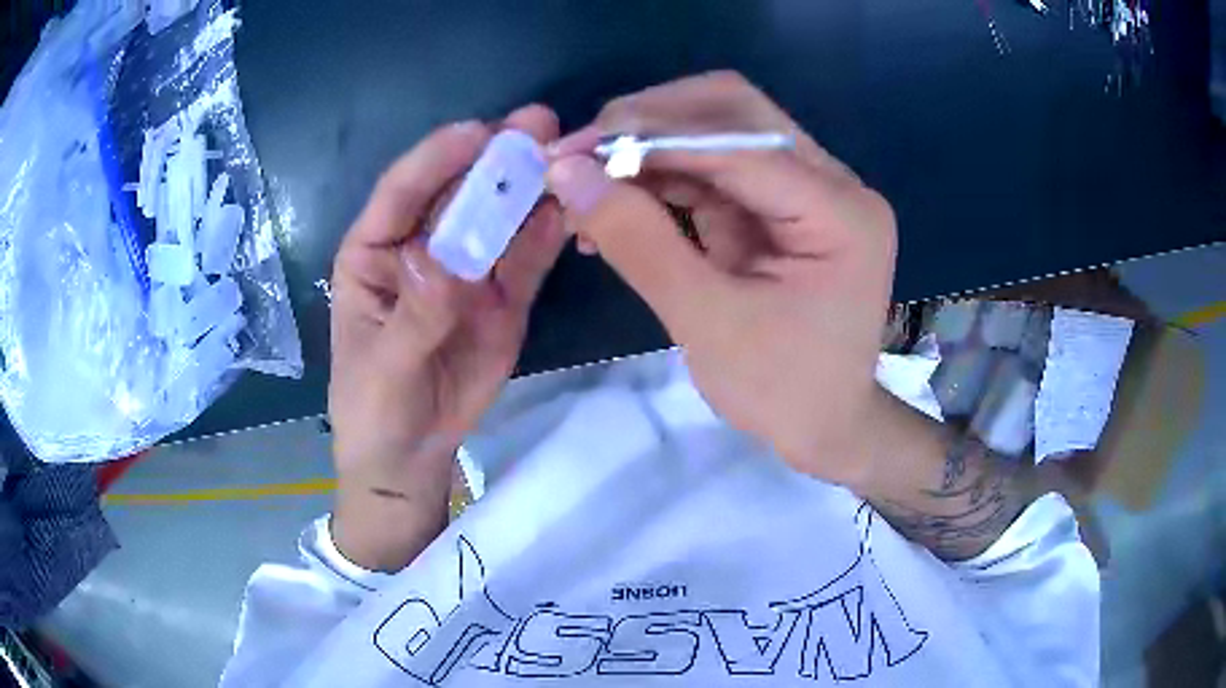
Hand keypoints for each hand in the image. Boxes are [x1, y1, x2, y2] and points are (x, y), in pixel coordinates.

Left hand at [329, 106, 565, 569]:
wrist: (412, 455)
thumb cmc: (375, 407)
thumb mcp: (385, 367)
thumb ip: (414, 315)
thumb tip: (441, 260)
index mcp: (375, 251)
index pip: (402, 193)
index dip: (437, 158)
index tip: (478, 132)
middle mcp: (423, 247)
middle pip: (458, 194)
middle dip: (495, 159)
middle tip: (538, 125)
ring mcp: (468, 270)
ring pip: (500, 220)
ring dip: (530, 188)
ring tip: (567, 157)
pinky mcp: (504, 297)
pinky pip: (527, 260)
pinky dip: (548, 235)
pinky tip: (570, 211)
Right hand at [546, 72, 896, 486]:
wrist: (826, 427)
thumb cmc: (782, 391)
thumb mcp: (707, 323)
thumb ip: (639, 242)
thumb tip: (569, 173)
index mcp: (839, 210)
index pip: (738, 141)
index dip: (650, 136)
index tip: (570, 151)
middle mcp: (832, 182)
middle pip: (734, 110)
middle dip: (649, 123)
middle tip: (580, 154)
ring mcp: (808, 188)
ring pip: (718, 131)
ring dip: (648, 149)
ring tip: (587, 184)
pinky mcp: (779, 204)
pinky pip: (713, 168)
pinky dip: (661, 177)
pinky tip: (617, 202)